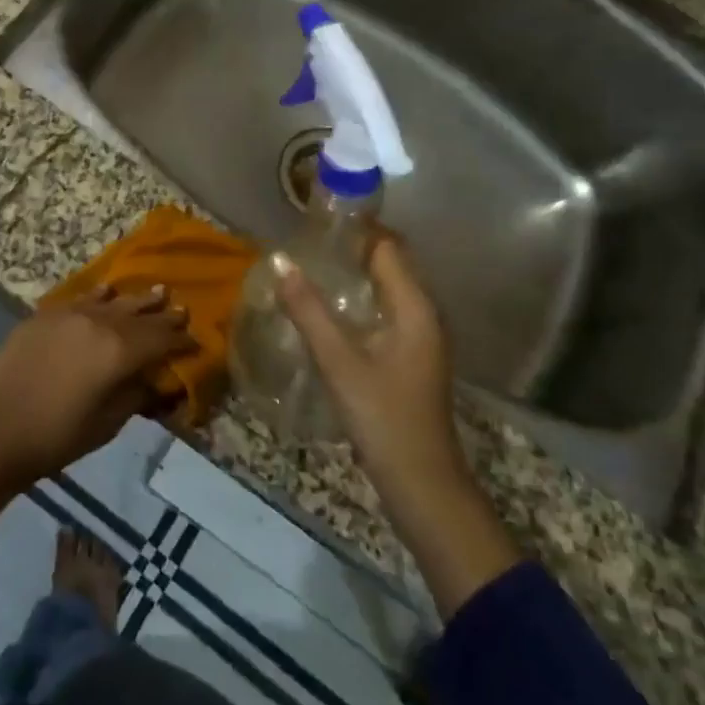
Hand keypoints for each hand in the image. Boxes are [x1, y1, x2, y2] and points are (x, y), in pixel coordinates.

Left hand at [0, 285, 194, 485]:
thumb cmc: (57, 438)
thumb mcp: (108, 423)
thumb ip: (136, 394)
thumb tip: (156, 380)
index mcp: (120, 351)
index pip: (161, 339)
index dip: (181, 340)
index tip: (195, 341)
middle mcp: (99, 322)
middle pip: (140, 315)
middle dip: (163, 315)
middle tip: (182, 309)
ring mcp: (70, 314)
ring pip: (113, 301)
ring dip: (136, 299)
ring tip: (156, 292)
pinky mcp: (45, 315)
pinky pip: (82, 299)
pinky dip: (100, 296)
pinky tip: (107, 292)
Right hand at [276, 238, 519, 613]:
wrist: (422, 483)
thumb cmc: (383, 418)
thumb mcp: (339, 362)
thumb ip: (308, 311)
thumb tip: (280, 263)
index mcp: (415, 307)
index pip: (388, 246)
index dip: (356, 228)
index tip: (317, 221)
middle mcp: (424, 313)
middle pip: (390, 263)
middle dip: (352, 248)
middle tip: (307, 243)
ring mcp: (421, 336)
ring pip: (388, 287)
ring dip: (355, 274)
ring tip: (311, 269)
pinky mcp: (412, 355)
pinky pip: (387, 309)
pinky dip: (361, 299)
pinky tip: (330, 310)